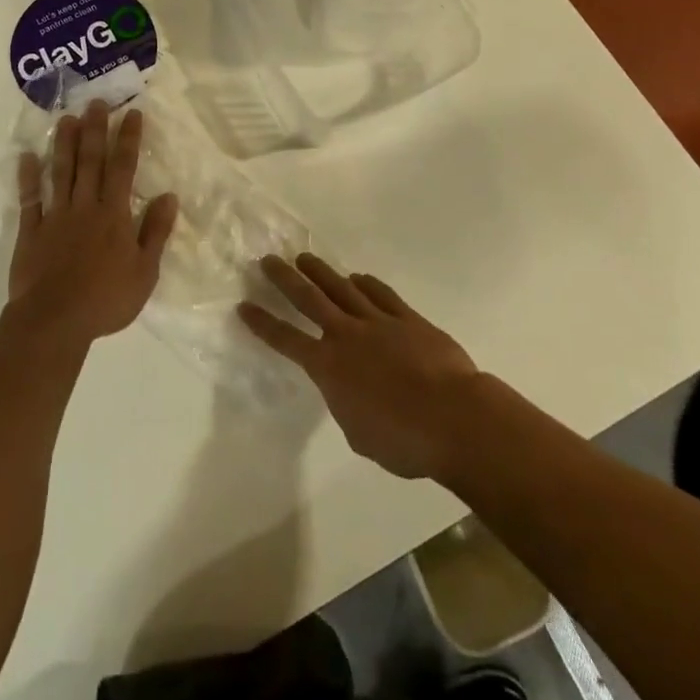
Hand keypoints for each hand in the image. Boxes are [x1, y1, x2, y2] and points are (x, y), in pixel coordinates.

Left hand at [6, 99, 178, 347]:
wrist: (55, 320)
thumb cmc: (106, 299)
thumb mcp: (145, 272)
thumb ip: (156, 232)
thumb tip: (170, 196)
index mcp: (114, 215)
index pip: (124, 168)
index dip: (128, 139)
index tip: (132, 113)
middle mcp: (85, 206)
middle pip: (91, 161)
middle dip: (95, 129)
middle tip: (96, 102)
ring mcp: (56, 216)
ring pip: (61, 171)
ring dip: (64, 143)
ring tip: (66, 118)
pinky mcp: (32, 231)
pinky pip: (30, 198)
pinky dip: (28, 177)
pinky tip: (27, 156)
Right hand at [239, 254, 480, 480]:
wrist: (455, 419)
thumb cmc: (404, 440)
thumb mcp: (359, 434)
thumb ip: (345, 405)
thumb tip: (347, 390)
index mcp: (328, 366)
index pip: (286, 340)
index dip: (263, 323)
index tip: (244, 306)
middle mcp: (346, 335)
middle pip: (308, 298)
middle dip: (284, 279)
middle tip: (268, 260)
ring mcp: (378, 322)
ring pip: (341, 288)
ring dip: (320, 271)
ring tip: (304, 258)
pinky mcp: (408, 319)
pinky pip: (381, 294)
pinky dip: (366, 283)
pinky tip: (357, 277)